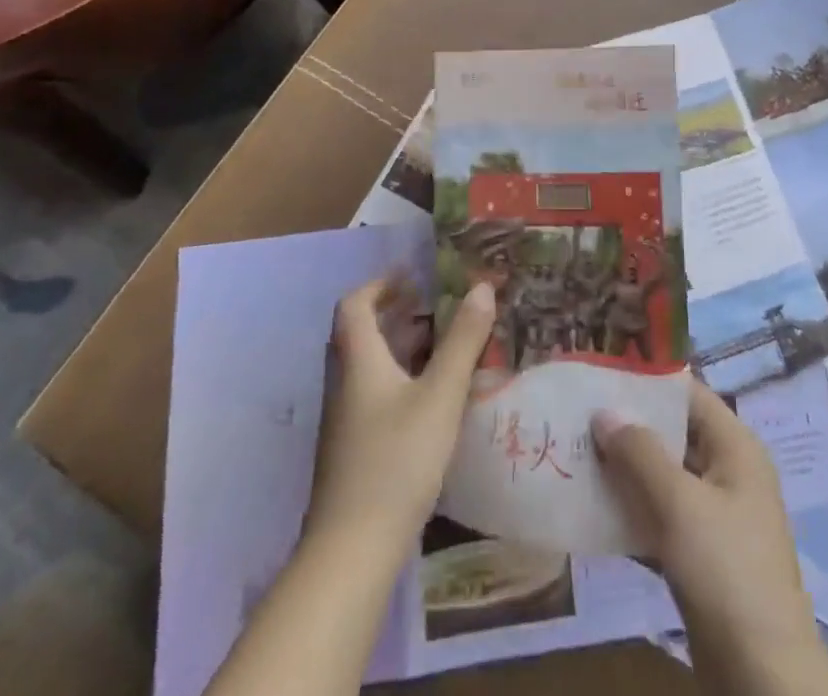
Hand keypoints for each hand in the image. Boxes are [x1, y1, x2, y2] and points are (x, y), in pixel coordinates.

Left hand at [304, 277, 495, 557]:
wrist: (352, 551)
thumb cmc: (396, 460)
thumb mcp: (440, 395)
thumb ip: (463, 341)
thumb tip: (482, 287)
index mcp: (358, 361)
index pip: (354, 305)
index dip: (380, 284)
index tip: (413, 276)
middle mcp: (344, 384)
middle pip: (361, 334)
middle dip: (397, 314)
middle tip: (435, 307)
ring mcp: (345, 421)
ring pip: (370, 367)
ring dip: (401, 348)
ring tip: (443, 346)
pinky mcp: (352, 451)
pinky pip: (374, 395)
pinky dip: (400, 380)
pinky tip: (432, 399)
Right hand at [593, 380, 827, 695]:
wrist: (763, 677)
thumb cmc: (726, 569)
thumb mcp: (679, 503)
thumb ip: (640, 452)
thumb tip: (603, 412)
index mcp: (735, 447)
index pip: (688, 394)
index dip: (646, 382)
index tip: (601, 374)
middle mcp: (728, 472)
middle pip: (673, 433)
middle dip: (629, 426)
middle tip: (578, 414)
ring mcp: (716, 516)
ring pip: (664, 477)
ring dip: (625, 469)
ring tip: (577, 454)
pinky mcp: (702, 555)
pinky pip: (662, 516)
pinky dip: (633, 509)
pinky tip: (593, 507)